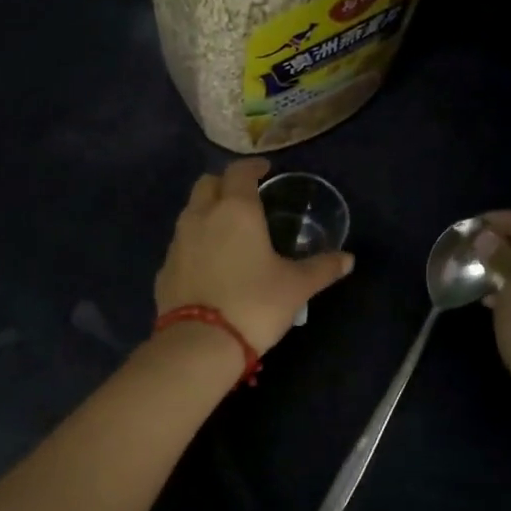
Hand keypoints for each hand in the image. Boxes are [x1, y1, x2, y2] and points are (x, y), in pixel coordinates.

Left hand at [154, 158, 354, 355]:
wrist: (200, 343)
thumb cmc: (254, 304)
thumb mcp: (296, 287)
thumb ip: (321, 268)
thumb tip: (347, 259)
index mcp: (235, 210)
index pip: (239, 172)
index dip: (252, 167)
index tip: (264, 171)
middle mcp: (200, 217)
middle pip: (206, 184)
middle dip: (224, 184)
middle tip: (243, 197)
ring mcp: (177, 243)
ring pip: (189, 212)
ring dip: (206, 212)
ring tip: (226, 230)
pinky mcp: (164, 269)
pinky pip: (180, 245)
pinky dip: (194, 244)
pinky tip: (208, 263)